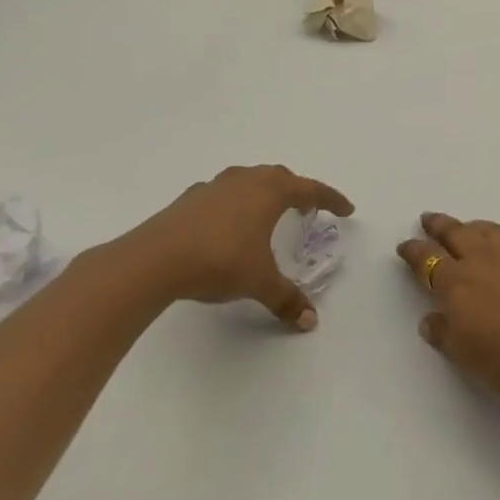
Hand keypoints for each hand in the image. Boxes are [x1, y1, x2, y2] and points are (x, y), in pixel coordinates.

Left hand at [118, 165, 352, 329]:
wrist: (152, 260)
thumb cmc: (219, 261)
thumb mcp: (259, 282)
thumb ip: (286, 299)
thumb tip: (310, 322)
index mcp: (271, 192)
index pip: (312, 189)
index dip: (331, 199)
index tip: (346, 209)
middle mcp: (247, 180)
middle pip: (281, 177)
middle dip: (298, 191)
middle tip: (307, 208)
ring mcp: (215, 186)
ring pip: (250, 181)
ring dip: (264, 193)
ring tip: (267, 213)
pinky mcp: (189, 199)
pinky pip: (223, 194)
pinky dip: (234, 204)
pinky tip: (227, 225)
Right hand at [397, 213, 499, 398]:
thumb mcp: (469, 358)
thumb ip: (446, 336)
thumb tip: (430, 319)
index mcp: (457, 285)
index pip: (429, 262)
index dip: (415, 253)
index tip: (405, 245)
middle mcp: (481, 263)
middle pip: (455, 235)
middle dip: (439, 226)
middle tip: (427, 218)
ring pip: (483, 231)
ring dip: (468, 225)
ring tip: (463, 225)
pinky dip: (492, 233)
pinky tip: (496, 244)